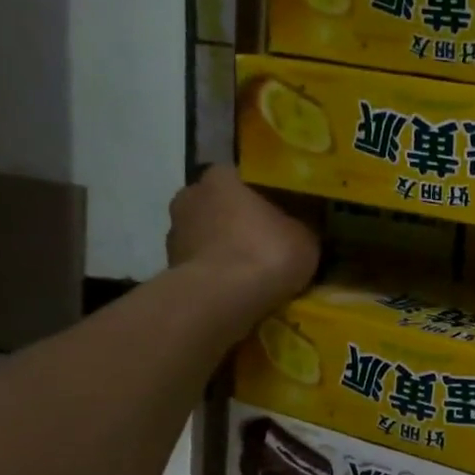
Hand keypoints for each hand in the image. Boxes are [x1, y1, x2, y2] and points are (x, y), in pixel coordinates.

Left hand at [167, 167, 318, 319]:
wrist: (221, 298)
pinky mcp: (169, 266)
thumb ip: (301, 225)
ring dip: (225, 246)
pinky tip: (237, 286)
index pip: (243, 177)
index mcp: (222, 176)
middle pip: (221, 204)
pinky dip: (216, 270)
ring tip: (253, 268)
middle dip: (240, 220)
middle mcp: (191, 195)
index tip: (281, 211)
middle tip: (268, 239)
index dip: (264, 194)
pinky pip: (201, 262)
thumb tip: (301, 227)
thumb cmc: (266, 252)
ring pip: (208, 234)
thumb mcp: (305, 236)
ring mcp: (175, 232)